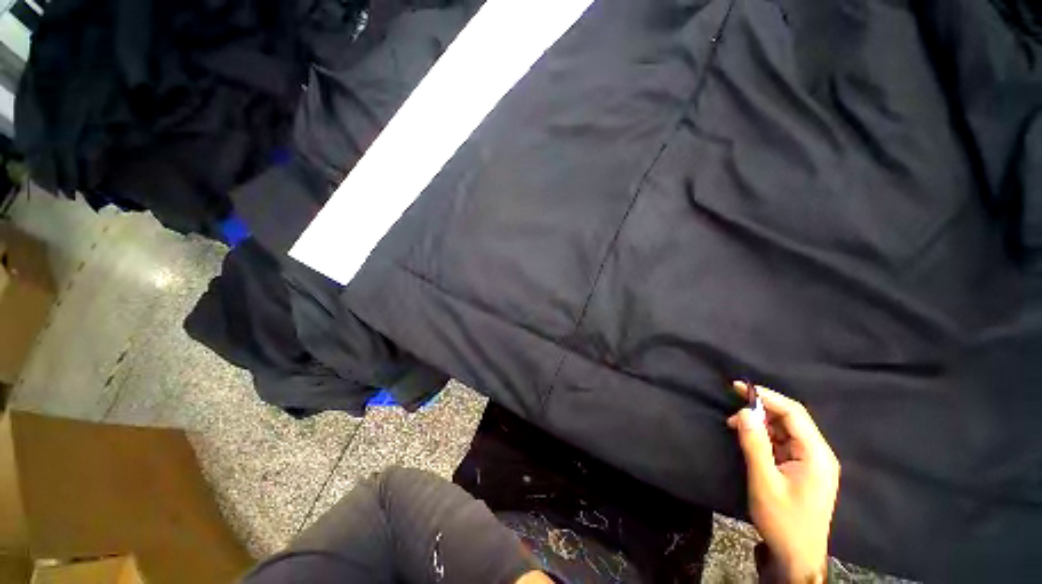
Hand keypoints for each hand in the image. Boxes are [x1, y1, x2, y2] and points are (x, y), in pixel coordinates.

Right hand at [727, 381, 839, 582]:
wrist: (797, 556)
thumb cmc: (782, 520)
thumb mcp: (764, 481)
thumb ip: (754, 444)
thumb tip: (744, 411)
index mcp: (816, 455)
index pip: (794, 413)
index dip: (767, 396)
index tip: (738, 388)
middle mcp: (819, 453)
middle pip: (791, 419)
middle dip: (761, 409)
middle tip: (733, 408)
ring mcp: (812, 462)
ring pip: (786, 430)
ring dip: (761, 423)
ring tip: (735, 425)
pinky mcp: (804, 469)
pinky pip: (784, 443)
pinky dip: (765, 436)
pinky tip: (749, 439)